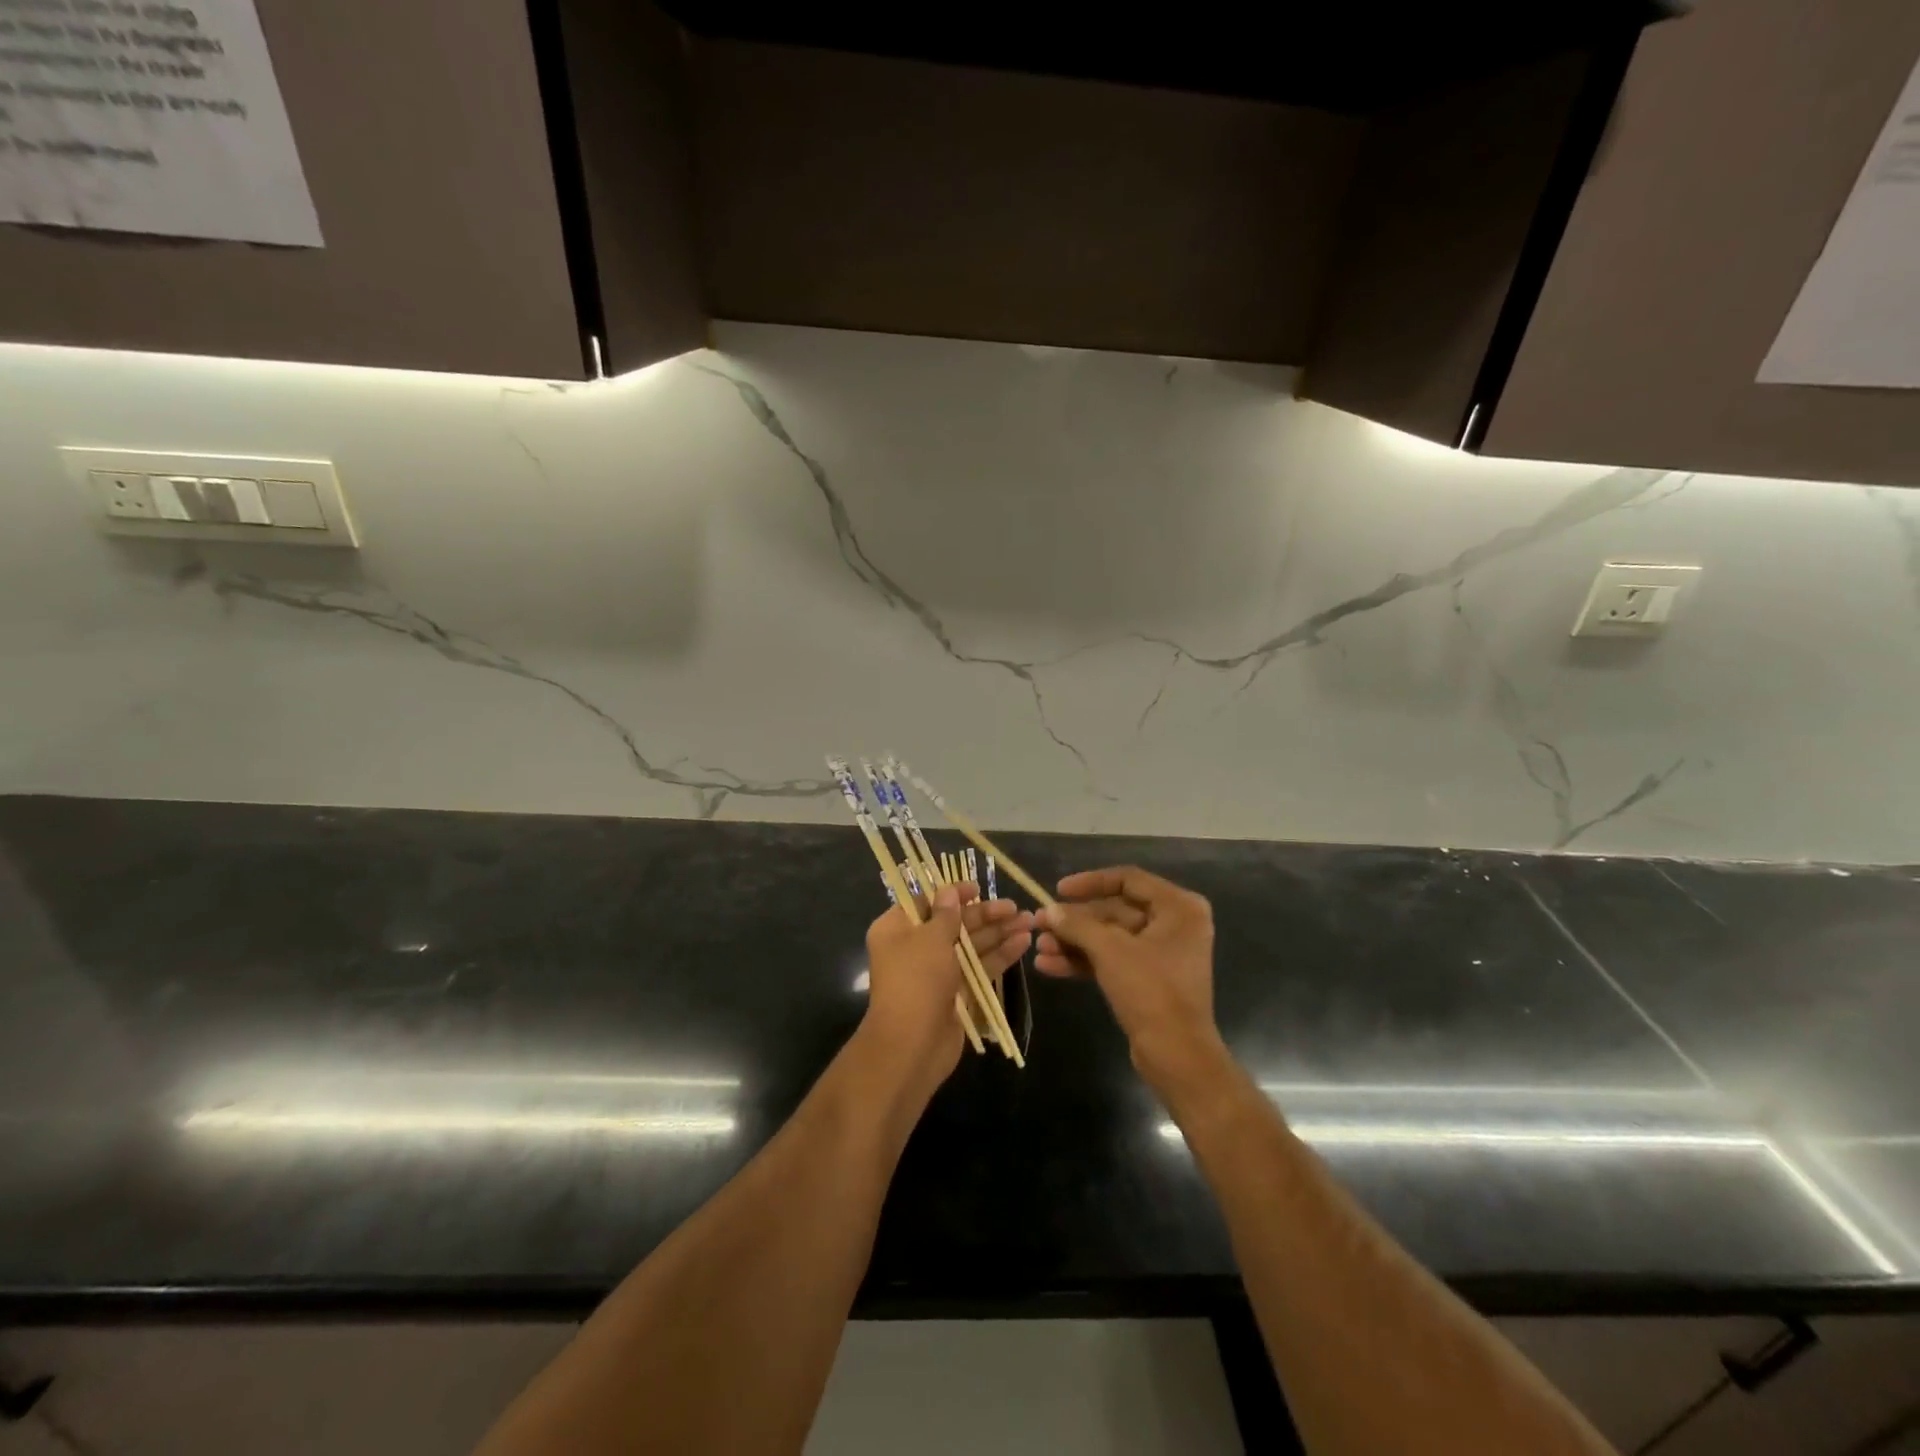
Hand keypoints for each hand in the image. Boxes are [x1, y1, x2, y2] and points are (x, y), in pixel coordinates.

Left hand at [861, 883, 1032, 1098]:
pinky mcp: (956, 993)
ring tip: (1029, 922)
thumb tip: (950, 892)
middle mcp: (915, 947)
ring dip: (999, 933)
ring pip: (971, 946)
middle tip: (1015, 907)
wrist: (912, 1045)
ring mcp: (937, 972)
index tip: (978, 888)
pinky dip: (999, 955)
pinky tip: (1023, 943)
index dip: (953, 894)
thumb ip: (946, 914)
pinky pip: (979, 968)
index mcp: (897, 929)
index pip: (926, 902)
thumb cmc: (916, 981)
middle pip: (954, 923)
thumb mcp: (931, 939)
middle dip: (985, 915)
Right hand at [1034, 867, 1221, 1094]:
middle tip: (1039, 924)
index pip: (1128, 879)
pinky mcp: (1149, 979)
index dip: (1090, 882)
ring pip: (1110, 938)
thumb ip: (1077, 925)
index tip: (1058, 890)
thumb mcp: (1110, 951)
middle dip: (1075, 921)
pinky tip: (1049, 967)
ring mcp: (1161, 954)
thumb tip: (1048, 911)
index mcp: (1178, 907)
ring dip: (1074, 943)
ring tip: (1038, 948)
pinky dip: (1084, 961)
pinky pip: (1113, 960)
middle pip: (1115, 911)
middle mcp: (1174, 925)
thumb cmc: (1150, 991)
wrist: (1177, 1056)